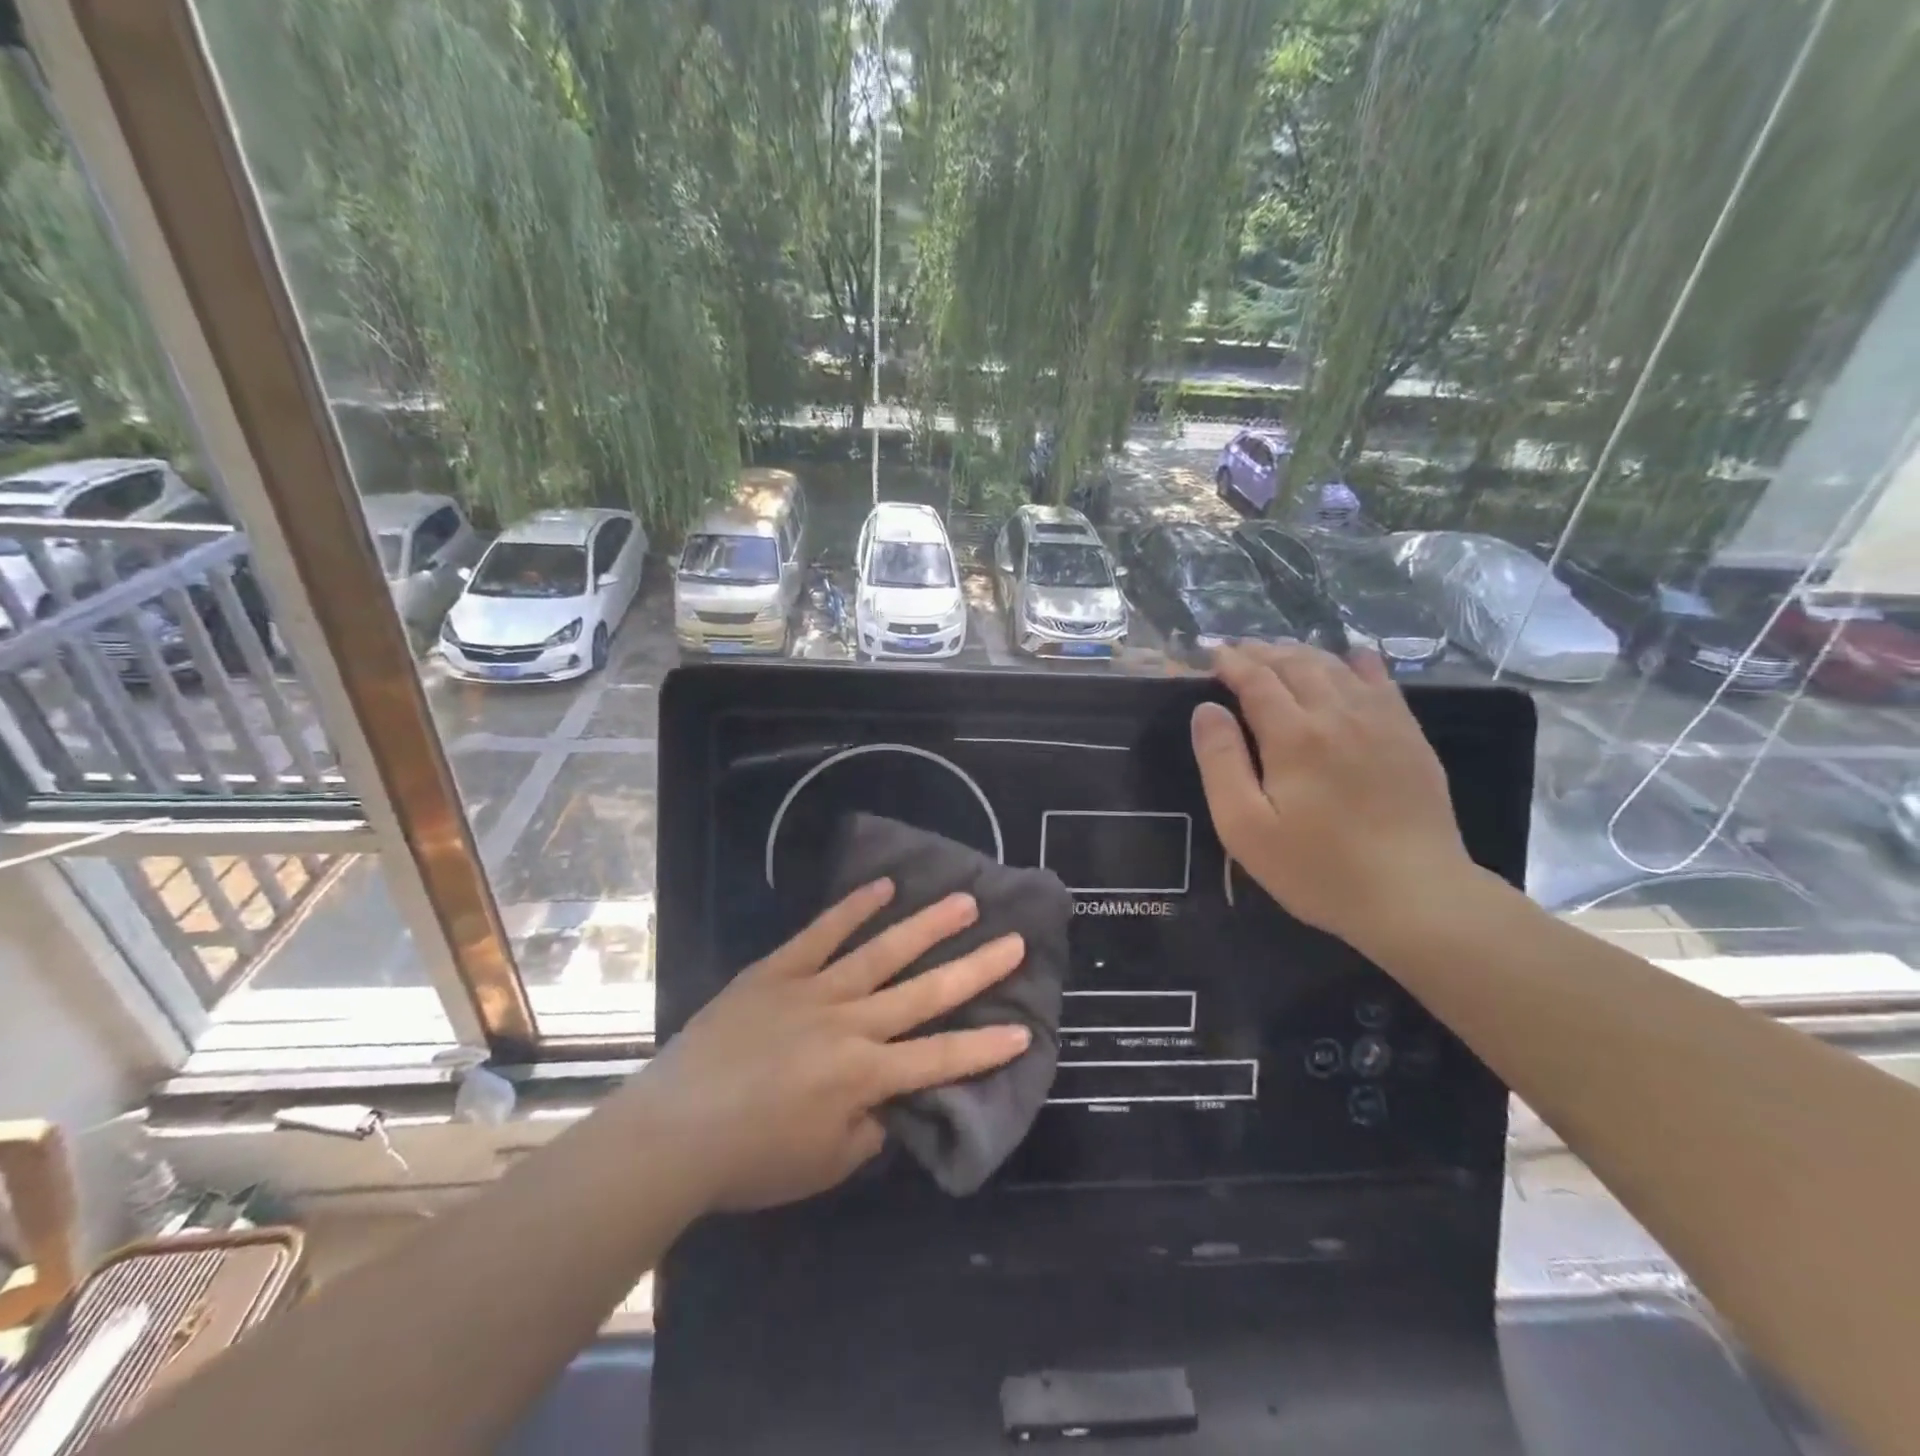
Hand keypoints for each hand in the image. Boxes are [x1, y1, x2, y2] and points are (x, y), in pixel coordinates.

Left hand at [638, 881, 1029, 1212]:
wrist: (672, 1131)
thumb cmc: (751, 1159)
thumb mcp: (825, 1164)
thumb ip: (869, 1129)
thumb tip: (894, 1101)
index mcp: (864, 1075)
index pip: (940, 1059)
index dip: (985, 1048)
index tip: (1025, 1030)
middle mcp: (850, 1024)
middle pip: (924, 992)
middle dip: (975, 969)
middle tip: (1013, 940)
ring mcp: (813, 989)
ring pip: (882, 951)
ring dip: (927, 926)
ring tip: (964, 901)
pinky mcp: (777, 970)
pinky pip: (820, 933)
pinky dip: (852, 908)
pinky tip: (883, 886)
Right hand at [1191, 643, 1477, 950]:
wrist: (1415, 895)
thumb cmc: (1317, 868)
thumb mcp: (1244, 826)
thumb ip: (1221, 762)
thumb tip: (1206, 710)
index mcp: (1294, 735)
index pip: (1256, 679)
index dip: (1230, 662)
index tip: (1209, 655)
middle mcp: (1338, 713)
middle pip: (1295, 664)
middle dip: (1261, 652)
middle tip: (1236, 650)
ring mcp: (1381, 721)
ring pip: (1335, 666)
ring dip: (1301, 653)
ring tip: (1278, 653)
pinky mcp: (1409, 736)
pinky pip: (1380, 681)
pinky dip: (1356, 662)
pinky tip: (1349, 658)